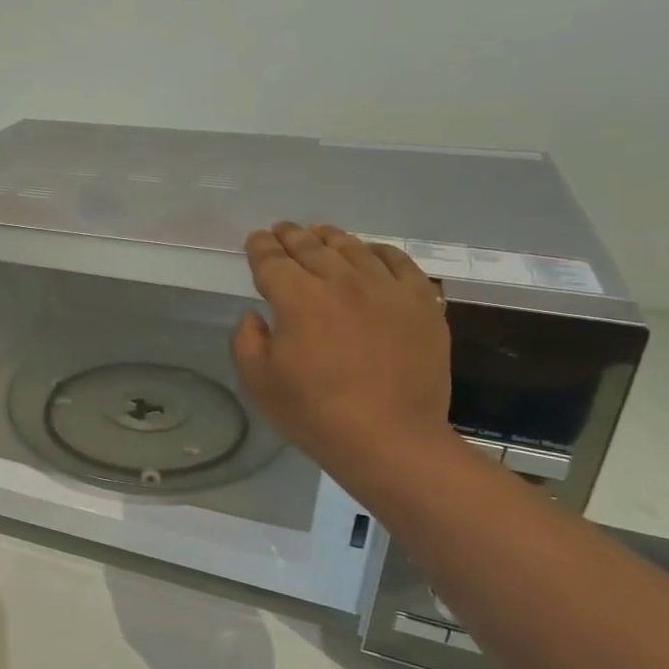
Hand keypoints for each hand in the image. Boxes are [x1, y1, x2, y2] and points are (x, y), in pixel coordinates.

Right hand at [232, 223, 452, 482]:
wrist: (390, 439)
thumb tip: (254, 315)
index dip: (260, 248)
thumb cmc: (315, 414)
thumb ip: (247, 340)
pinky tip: (371, 253)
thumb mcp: (260, 382)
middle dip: (291, 236)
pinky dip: (380, 252)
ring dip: (331, 237)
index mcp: (298, 300)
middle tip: (281, 229)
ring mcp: (386, 290)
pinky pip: (399, 263)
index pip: (273, 261)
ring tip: (320, 233)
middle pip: (311, 248)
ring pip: (354, 249)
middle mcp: (341, 282)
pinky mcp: (421, 303)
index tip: (255, 241)